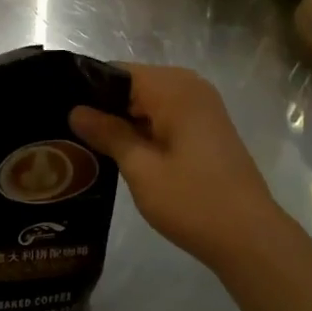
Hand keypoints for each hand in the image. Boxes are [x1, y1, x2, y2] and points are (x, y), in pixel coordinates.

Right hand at [70, 64, 295, 278]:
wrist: (251, 238)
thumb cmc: (193, 201)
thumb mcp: (141, 169)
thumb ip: (109, 134)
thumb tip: (76, 111)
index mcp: (174, 88)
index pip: (118, 72)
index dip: (89, 89)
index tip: (61, 110)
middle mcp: (190, 87)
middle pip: (134, 84)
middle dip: (104, 106)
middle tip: (69, 131)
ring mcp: (202, 107)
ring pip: (149, 102)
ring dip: (124, 120)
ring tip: (87, 143)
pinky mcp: (207, 128)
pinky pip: (166, 115)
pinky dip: (145, 129)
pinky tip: (122, 152)